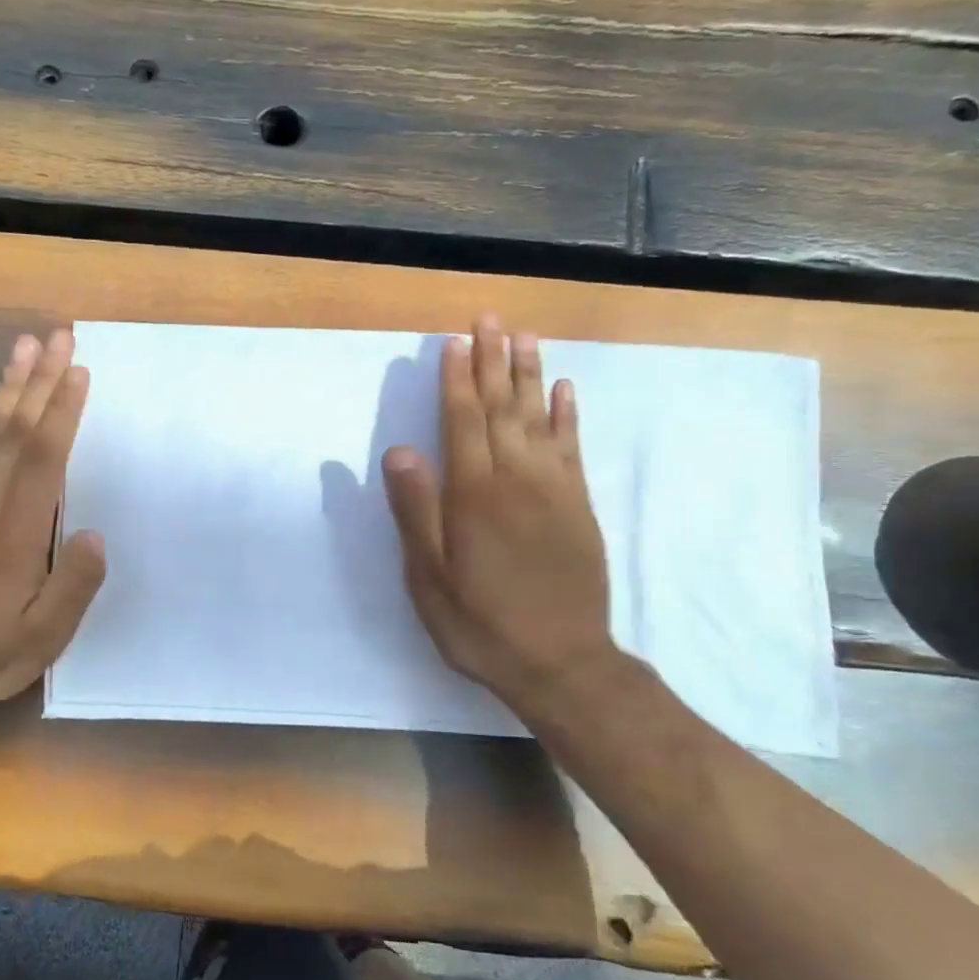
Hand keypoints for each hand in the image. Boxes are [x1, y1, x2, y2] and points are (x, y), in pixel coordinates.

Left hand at [0, 329, 106, 719]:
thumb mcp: (45, 636)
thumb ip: (74, 585)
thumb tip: (94, 534)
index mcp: (14, 537)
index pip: (42, 460)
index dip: (61, 412)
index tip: (77, 371)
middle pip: (12, 432)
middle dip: (37, 381)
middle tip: (56, 335)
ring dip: (7, 386)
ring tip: (24, 346)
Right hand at [382, 313, 618, 711]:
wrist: (561, 662)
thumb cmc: (481, 623)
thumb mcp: (430, 579)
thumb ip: (417, 512)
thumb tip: (400, 452)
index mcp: (474, 495)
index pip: (463, 422)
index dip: (457, 380)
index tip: (455, 341)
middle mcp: (516, 479)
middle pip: (502, 408)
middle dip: (493, 360)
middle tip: (490, 318)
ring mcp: (553, 489)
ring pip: (538, 418)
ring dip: (529, 374)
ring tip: (523, 337)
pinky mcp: (578, 505)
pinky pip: (571, 447)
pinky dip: (567, 414)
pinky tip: (564, 389)